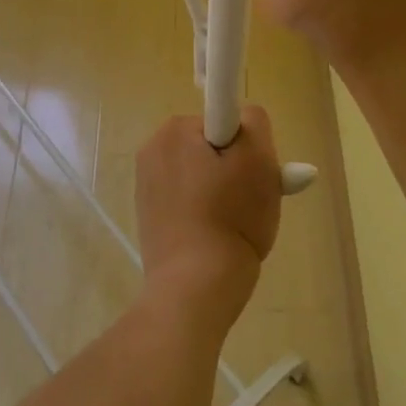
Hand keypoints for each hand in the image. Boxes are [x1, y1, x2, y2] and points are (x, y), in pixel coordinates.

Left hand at [134, 109, 281, 326]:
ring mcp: (146, 184)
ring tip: (237, 225)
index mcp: (173, 130)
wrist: (194, 288)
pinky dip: (206, 213)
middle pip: (212, 147)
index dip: (246, 147)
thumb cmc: (230, 217)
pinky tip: (217, 239)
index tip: (254, 176)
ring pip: (202, 175)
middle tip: (252, 202)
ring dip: (223, 192)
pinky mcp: (148, 215)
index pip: (224, 120)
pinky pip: (189, 201)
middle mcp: (152, 149)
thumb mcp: (258, 160)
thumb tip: (245, 117)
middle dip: (235, 169)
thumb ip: (255, 123)